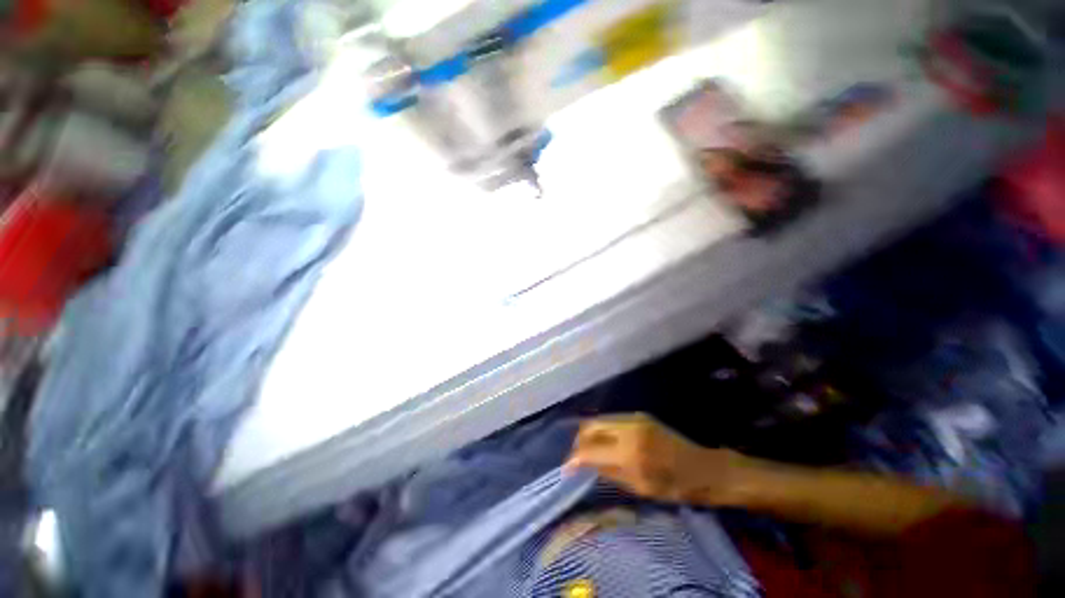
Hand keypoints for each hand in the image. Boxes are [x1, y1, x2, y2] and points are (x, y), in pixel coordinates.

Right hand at [564, 413, 748, 505]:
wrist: (703, 468)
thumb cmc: (674, 486)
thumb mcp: (639, 488)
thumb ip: (608, 472)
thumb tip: (583, 465)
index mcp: (630, 452)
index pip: (590, 449)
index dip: (574, 458)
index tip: (566, 468)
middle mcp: (628, 428)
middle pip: (590, 425)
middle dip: (579, 441)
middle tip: (577, 457)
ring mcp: (633, 417)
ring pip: (599, 419)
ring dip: (589, 434)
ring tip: (589, 450)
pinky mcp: (638, 415)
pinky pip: (611, 419)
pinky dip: (602, 430)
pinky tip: (604, 442)